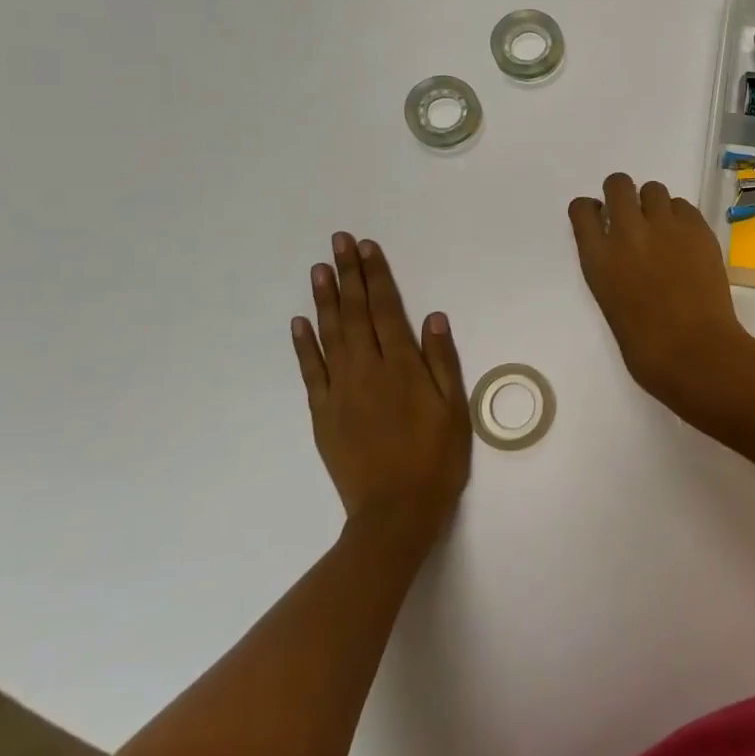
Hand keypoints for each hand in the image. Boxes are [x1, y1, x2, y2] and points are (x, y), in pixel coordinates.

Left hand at [291, 234, 470, 546]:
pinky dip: (304, 344)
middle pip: (356, 313)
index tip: (367, 248)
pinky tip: (300, 322)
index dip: (377, 276)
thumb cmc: (436, 459)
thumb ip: (442, 361)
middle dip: (348, 274)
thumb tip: (433, 317)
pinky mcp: (322, 413)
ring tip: (319, 269)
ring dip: (325, 299)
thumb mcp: (454, 409)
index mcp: (402, 367)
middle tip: (338, 241)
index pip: (387, 309)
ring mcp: (340, 391)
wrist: (395, 513)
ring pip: (330, 335)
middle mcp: (367, 370)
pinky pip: (311, 371)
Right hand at [568, 173, 754, 421]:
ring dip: (653, 203)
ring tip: (663, 228)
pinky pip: (683, 206)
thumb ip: (611, 268)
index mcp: (598, 258)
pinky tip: (686, 240)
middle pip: (618, 185)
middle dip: (622, 193)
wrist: (695, 351)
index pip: (582, 210)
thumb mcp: (610, 302)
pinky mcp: (698, 228)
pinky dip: (680, 217)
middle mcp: (627, 232)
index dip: (591, 210)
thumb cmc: (646, 346)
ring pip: (654, 189)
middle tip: (633, 213)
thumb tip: (623, 253)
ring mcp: (665, 226)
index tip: (600, 218)